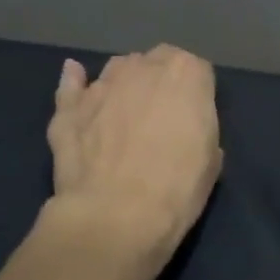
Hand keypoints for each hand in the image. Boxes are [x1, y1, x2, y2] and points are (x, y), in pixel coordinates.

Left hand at [45, 46, 222, 273]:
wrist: (117, 215)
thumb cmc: (178, 188)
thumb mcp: (211, 159)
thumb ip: (200, 127)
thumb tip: (187, 126)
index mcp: (185, 74)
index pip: (197, 70)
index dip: (196, 94)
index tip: (195, 118)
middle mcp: (142, 68)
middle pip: (155, 63)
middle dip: (160, 83)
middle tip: (163, 118)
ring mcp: (101, 85)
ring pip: (116, 70)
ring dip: (125, 85)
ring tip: (127, 114)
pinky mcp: (68, 108)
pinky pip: (72, 85)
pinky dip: (75, 82)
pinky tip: (76, 80)